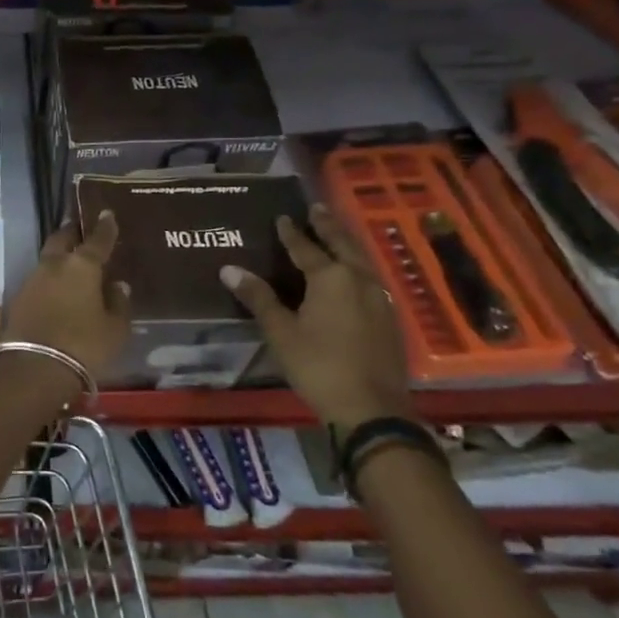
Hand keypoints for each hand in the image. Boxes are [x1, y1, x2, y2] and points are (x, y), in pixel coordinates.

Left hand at [0, 214, 131, 382]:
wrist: (33, 368)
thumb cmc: (84, 345)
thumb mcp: (114, 329)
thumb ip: (118, 303)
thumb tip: (117, 285)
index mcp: (82, 266)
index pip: (97, 239)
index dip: (104, 226)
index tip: (106, 213)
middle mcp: (54, 265)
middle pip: (62, 239)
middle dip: (72, 232)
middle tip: (81, 230)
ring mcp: (32, 280)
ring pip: (47, 259)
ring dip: (59, 257)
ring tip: (71, 262)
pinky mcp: (17, 298)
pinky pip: (38, 280)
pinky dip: (49, 279)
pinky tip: (57, 288)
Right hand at [219, 204, 413, 436]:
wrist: (372, 408)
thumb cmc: (319, 366)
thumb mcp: (281, 332)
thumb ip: (258, 297)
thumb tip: (229, 268)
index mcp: (331, 277)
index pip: (306, 248)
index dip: (291, 233)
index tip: (282, 217)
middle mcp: (359, 279)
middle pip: (342, 244)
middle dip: (328, 226)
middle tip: (317, 209)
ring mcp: (379, 298)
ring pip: (361, 260)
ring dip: (346, 244)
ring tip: (335, 234)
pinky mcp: (389, 318)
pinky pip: (370, 279)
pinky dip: (357, 266)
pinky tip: (354, 274)